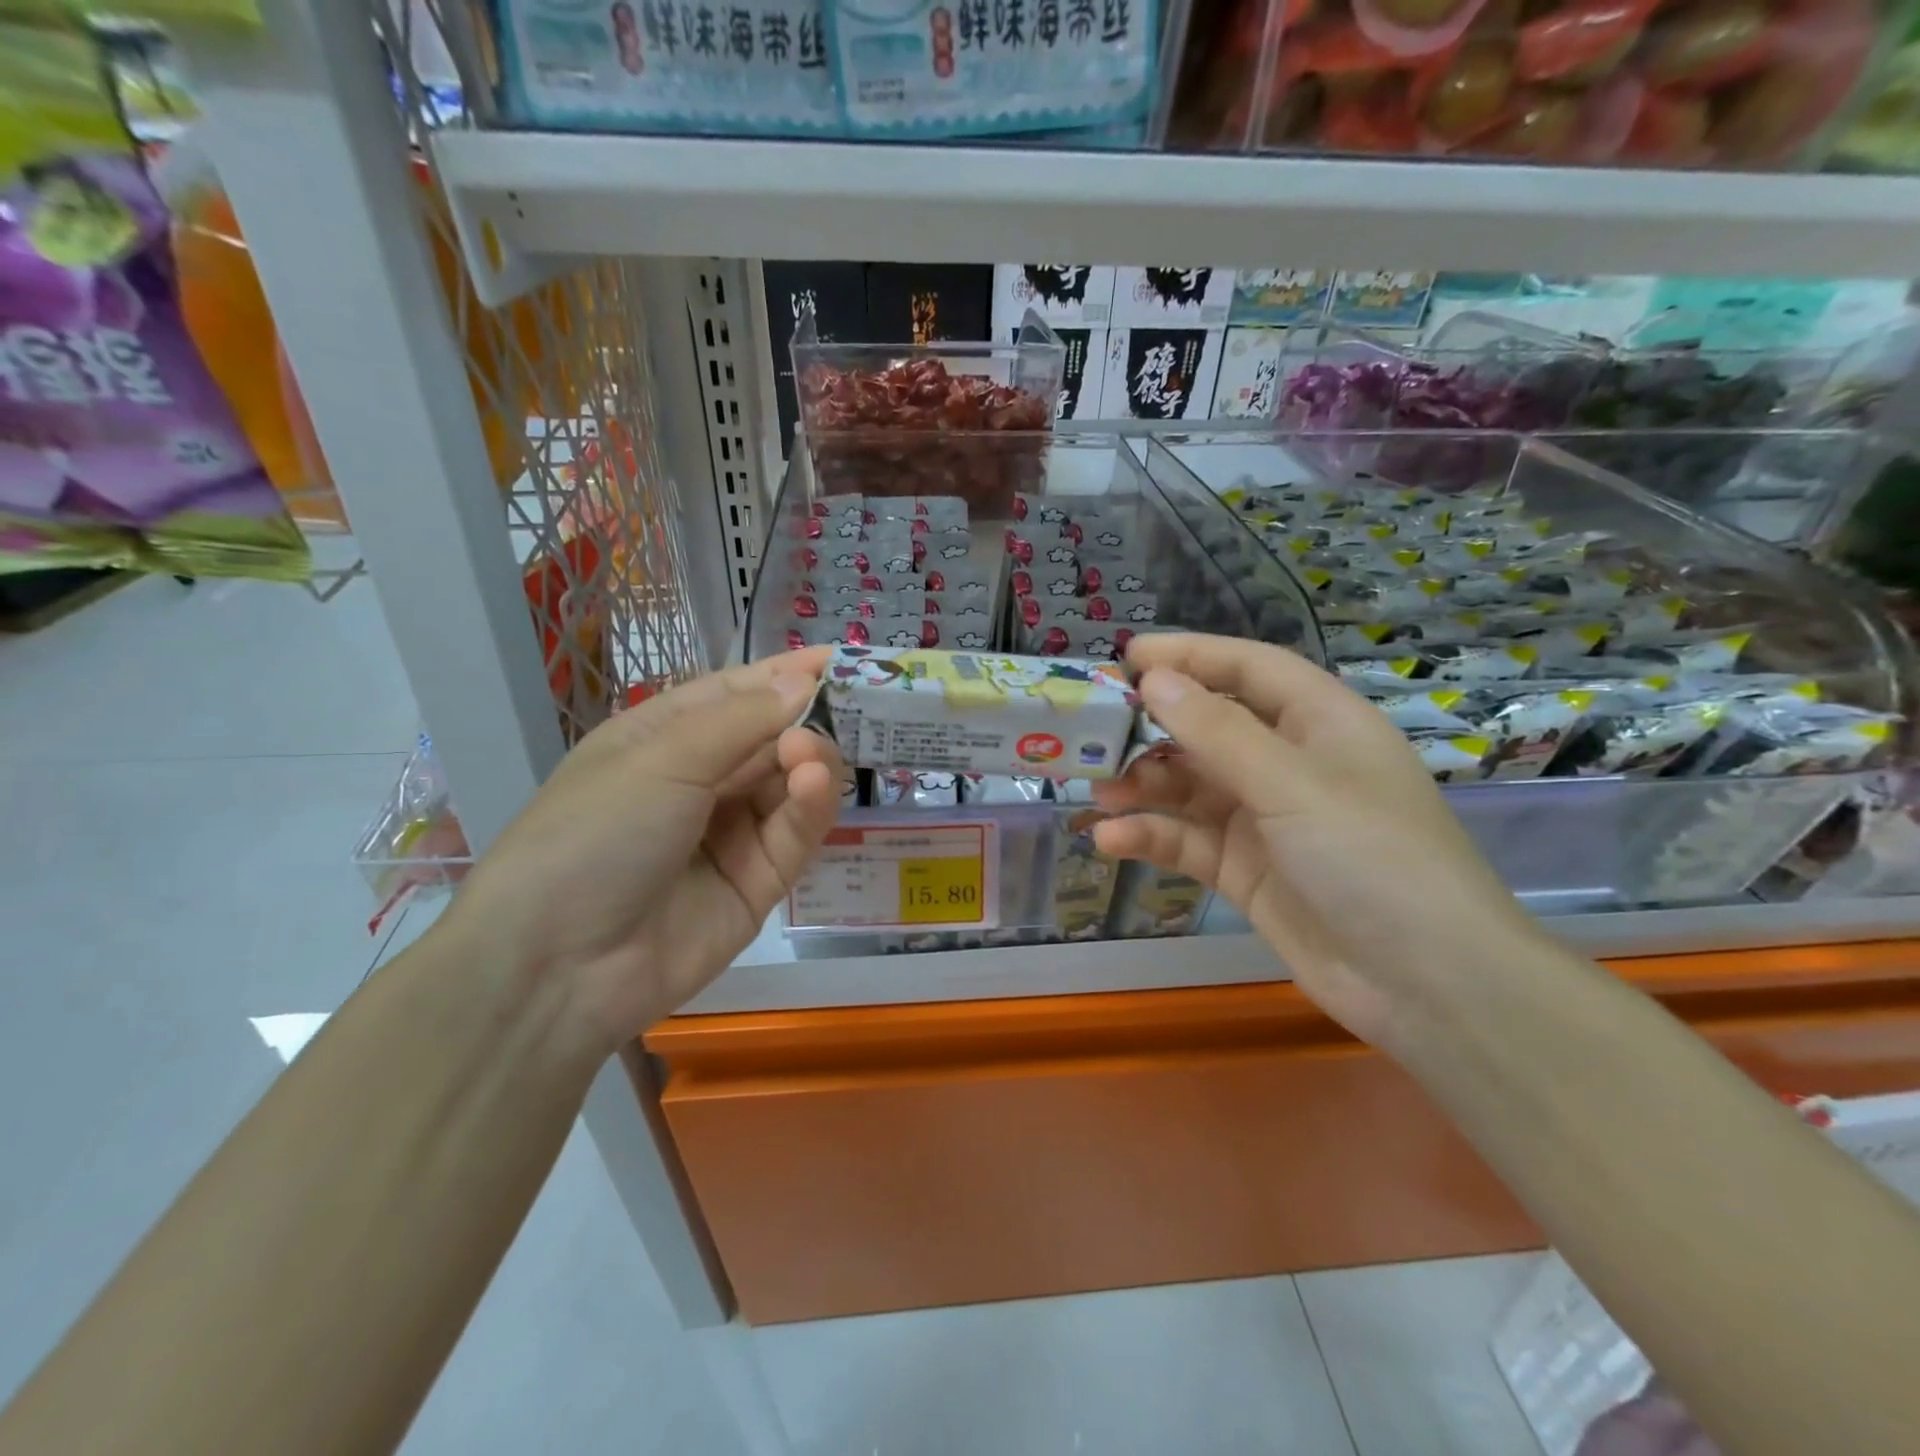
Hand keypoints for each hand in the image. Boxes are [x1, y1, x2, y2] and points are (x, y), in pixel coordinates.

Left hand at [440, 650, 842, 1042]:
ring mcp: (731, 834)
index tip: (844, 659)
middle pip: (772, 738)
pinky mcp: (758, 883)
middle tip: (847, 711)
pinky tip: (812, 786)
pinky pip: (794, 835)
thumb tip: (804, 681)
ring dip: (808, 763)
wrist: (557, 968)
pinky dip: (808, 807)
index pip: (737, 694)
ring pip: (790, 786)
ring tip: (809, 757)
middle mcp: (700, 781)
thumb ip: (742, 719)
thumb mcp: (661, 760)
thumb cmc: (595, 834)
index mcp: (663, 739)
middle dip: (806, 721)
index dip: (786, 674)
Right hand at [1092, 633, 1544, 1050]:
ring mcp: (1265, 819)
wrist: (1427, 985)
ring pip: (1190, 786)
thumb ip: (1217, 731)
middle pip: (1210, 727)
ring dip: (1143, 786)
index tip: (1127, 656)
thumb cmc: (1371, 858)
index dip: (1189, 655)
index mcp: (1319, 722)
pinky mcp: (1245, 869)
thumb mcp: (1291, 784)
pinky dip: (1150, 837)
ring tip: (1098, 791)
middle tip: (1093, 730)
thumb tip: (1154, 679)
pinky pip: (1188, 840)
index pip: (1248, 668)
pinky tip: (1112, 841)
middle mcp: (1289, 762)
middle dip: (1153, 728)